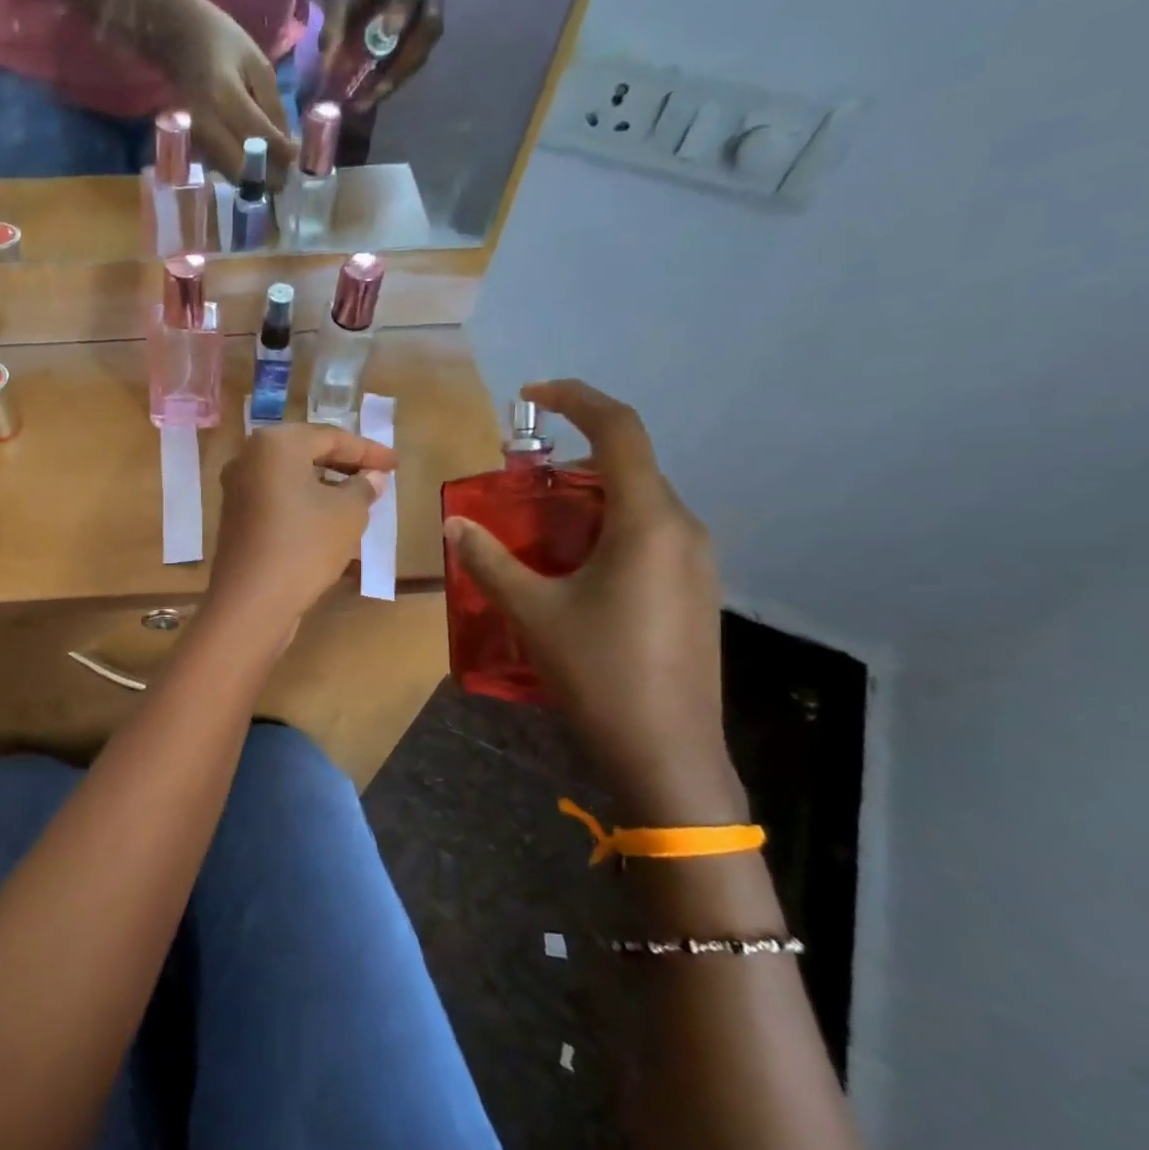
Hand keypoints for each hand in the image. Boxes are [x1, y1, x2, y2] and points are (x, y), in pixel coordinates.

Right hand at [158, 0, 297, 183]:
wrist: (179, 38)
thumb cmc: (224, 44)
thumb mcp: (258, 65)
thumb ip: (274, 107)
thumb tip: (287, 146)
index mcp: (225, 98)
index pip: (260, 137)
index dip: (283, 153)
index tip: (297, 156)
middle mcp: (208, 125)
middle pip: (242, 168)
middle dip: (268, 176)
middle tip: (286, 173)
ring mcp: (197, 139)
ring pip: (232, 174)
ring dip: (255, 177)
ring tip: (273, 167)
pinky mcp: (193, 147)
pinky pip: (222, 168)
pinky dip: (241, 170)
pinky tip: (253, 160)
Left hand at [208, 424, 395, 634]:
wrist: (251, 601)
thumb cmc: (304, 546)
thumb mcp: (348, 513)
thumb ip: (363, 487)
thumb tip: (372, 478)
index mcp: (275, 443)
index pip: (332, 437)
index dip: (368, 451)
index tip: (396, 464)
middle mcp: (248, 457)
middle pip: (307, 452)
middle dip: (345, 464)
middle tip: (378, 477)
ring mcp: (237, 488)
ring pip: (291, 477)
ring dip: (325, 484)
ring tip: (358, 498)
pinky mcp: (235, 517)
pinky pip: (277, 498)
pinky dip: (303, 501)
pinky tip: (327, 518)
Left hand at [322, 0, 443, 110]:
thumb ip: (334, 26)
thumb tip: (327, 72)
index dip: (402, 8)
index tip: (386, 33)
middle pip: (429, 26)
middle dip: (403, 61)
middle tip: (378, 89)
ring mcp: (429, 11)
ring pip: (424, 49)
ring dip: (399, 77)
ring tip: (370, 99)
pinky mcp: (421, 34)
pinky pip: (414, 60)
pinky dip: (395, 78)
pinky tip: (374, 94)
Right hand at [443, 380, 742, 823]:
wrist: (667, 752)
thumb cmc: (600, 673)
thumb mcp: (533, 612)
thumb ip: (490, 559)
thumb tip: (453, 524)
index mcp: (648, 521)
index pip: (620, 430)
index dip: (575, 398)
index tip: (529, 396)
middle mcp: (682, 528)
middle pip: (627, 466)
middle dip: (570, 461)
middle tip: (516, 484)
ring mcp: (696, 561)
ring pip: (637, 502)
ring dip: (585, 500)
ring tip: (535, 529)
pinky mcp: (694, 589)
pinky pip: (647, 534)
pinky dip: (604, 529)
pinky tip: (570, 569)